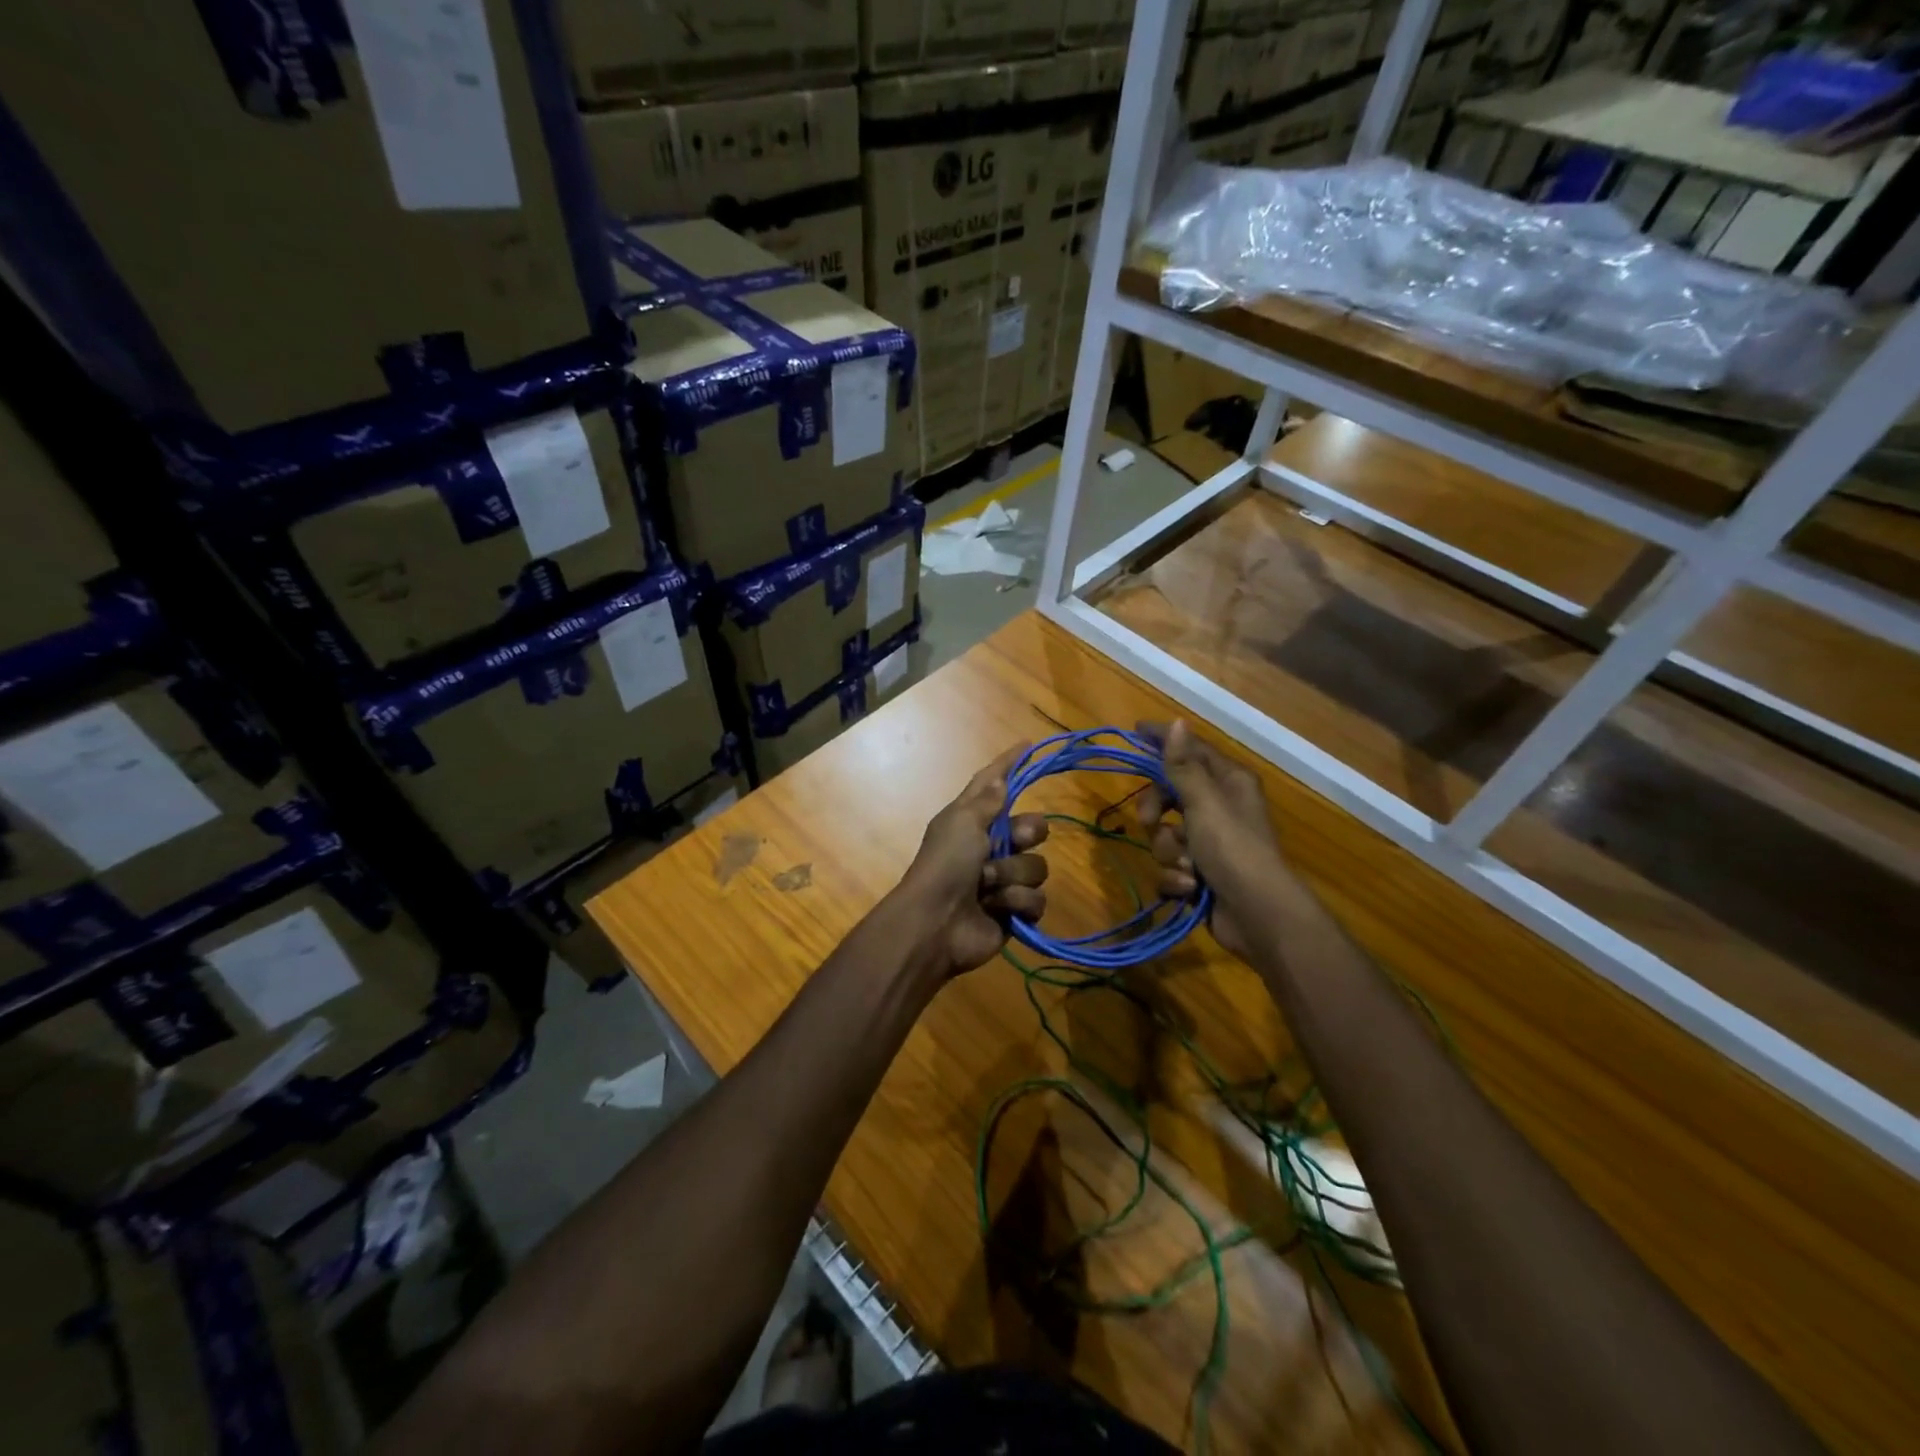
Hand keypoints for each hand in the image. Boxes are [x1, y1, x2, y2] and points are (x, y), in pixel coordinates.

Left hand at [896, 744, 1049, 975]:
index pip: (994, 784)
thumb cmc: (945, 864)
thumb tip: (999, 778)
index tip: (1028, 744)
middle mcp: (990, 845)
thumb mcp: (962, 822)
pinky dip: (1016, 902)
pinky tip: (996, 908)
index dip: (1009, 764)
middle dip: (1025, 834)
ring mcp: (1004, 880)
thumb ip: (986, 800)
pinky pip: (1037, 898)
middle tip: (1010, 841)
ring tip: (987, 886)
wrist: (936, 923)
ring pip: (1037, 865)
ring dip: (1011, 874)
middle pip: (1032, 827)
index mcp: (972, 820)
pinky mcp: (1014, 911)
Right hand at [1136, 719, 1288, 960]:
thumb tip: (1178, 721)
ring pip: (1165, 835)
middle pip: (1169, 795)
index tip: (1134, 731)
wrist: (1258, 916)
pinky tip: (1191, 887)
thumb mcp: (1204, 802)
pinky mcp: (1200, 874)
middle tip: (1150, 821)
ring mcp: (1209, 844)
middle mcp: (1220, 808)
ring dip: (1168, 852)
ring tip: (1186, 866)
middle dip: (1155, 811)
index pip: (1191, 750)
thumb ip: (1183, 765)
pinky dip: (1176, 877)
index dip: (1163, 740)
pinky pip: (1171, 866)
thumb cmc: (1234, 849)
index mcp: (1228, 783)